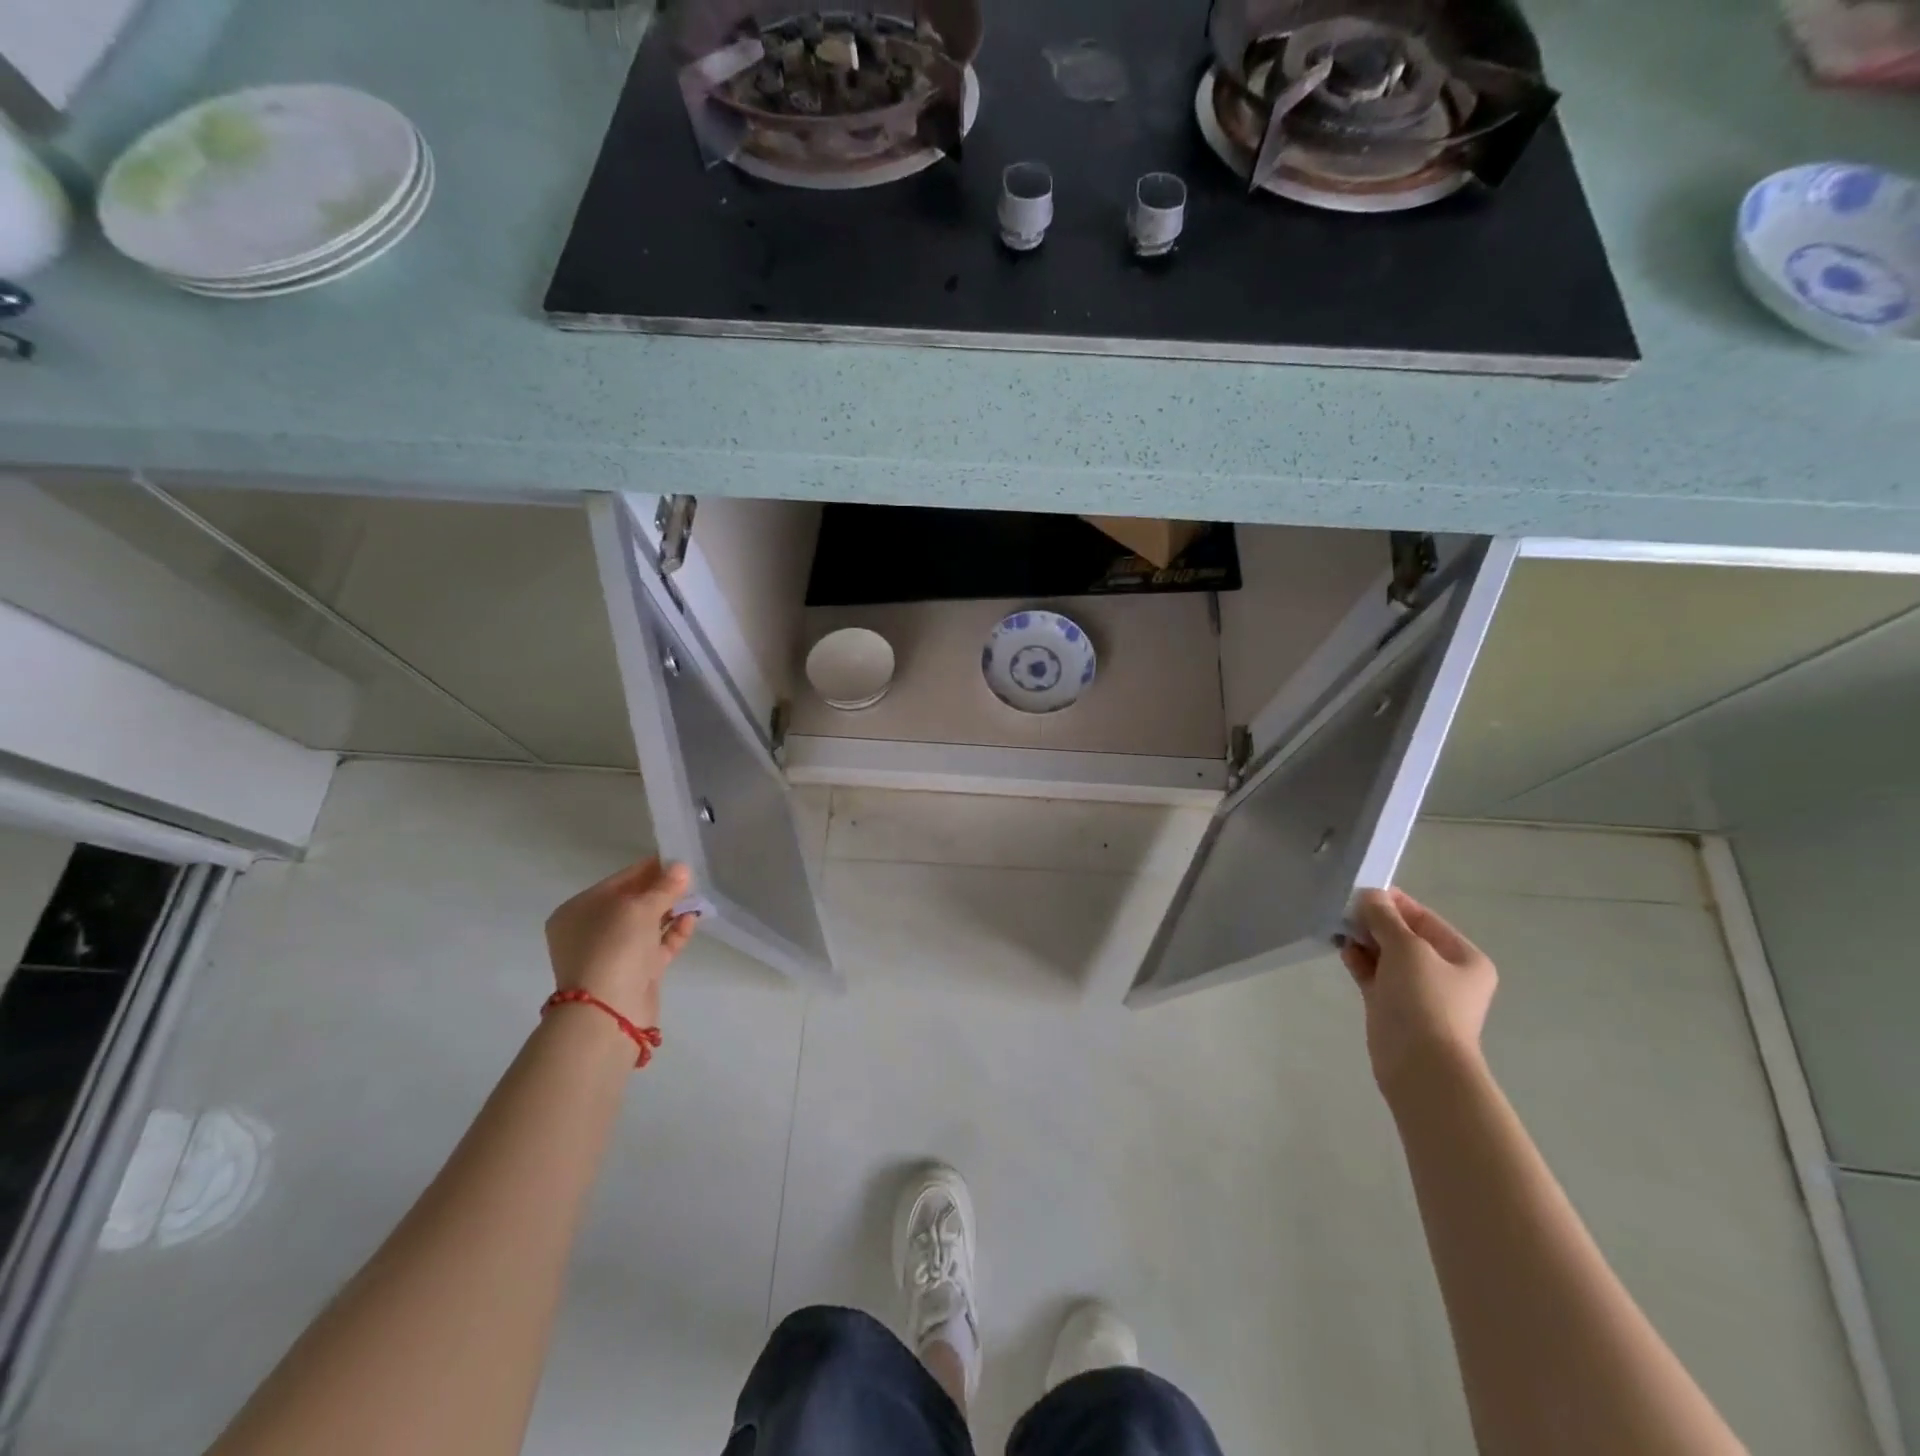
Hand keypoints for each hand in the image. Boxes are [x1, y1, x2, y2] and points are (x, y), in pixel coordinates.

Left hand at [544, 858, 698, 1027]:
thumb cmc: (614, 947)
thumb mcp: (641, 908)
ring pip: (646, 926)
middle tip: (692, 879)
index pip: (619, 881)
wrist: (608, 1012)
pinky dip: (673, 934)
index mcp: (579, 911)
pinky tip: (693, 920)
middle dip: (662, 891)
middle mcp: (591, 931)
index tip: (678, 859)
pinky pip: (655, 947)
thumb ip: (664, 887)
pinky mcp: (632, 974)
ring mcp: (611, 954)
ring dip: (671, 912)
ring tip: (698, 898)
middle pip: (633, 903)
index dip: (649, 868)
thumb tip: (682, 868)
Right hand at [1340, 887, 1496, 1101]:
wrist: (1420, 1064)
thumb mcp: (1406, 948)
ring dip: (1364, 940)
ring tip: (1338, 927)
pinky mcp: (1393, 1005)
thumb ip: (1385, 918)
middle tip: (1344, 910)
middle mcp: (1444, 972)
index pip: (1424, 918)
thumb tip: (1369, 895)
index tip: (1361, 891)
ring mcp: (1417, 990)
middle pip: (1404, 935)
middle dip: (1375, 922)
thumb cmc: (1425, 1000)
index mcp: (1463, 957)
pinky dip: (1359, 961)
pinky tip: (1342, 950)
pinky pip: (1374, 974)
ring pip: (1386, 954)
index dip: (1393, 903)